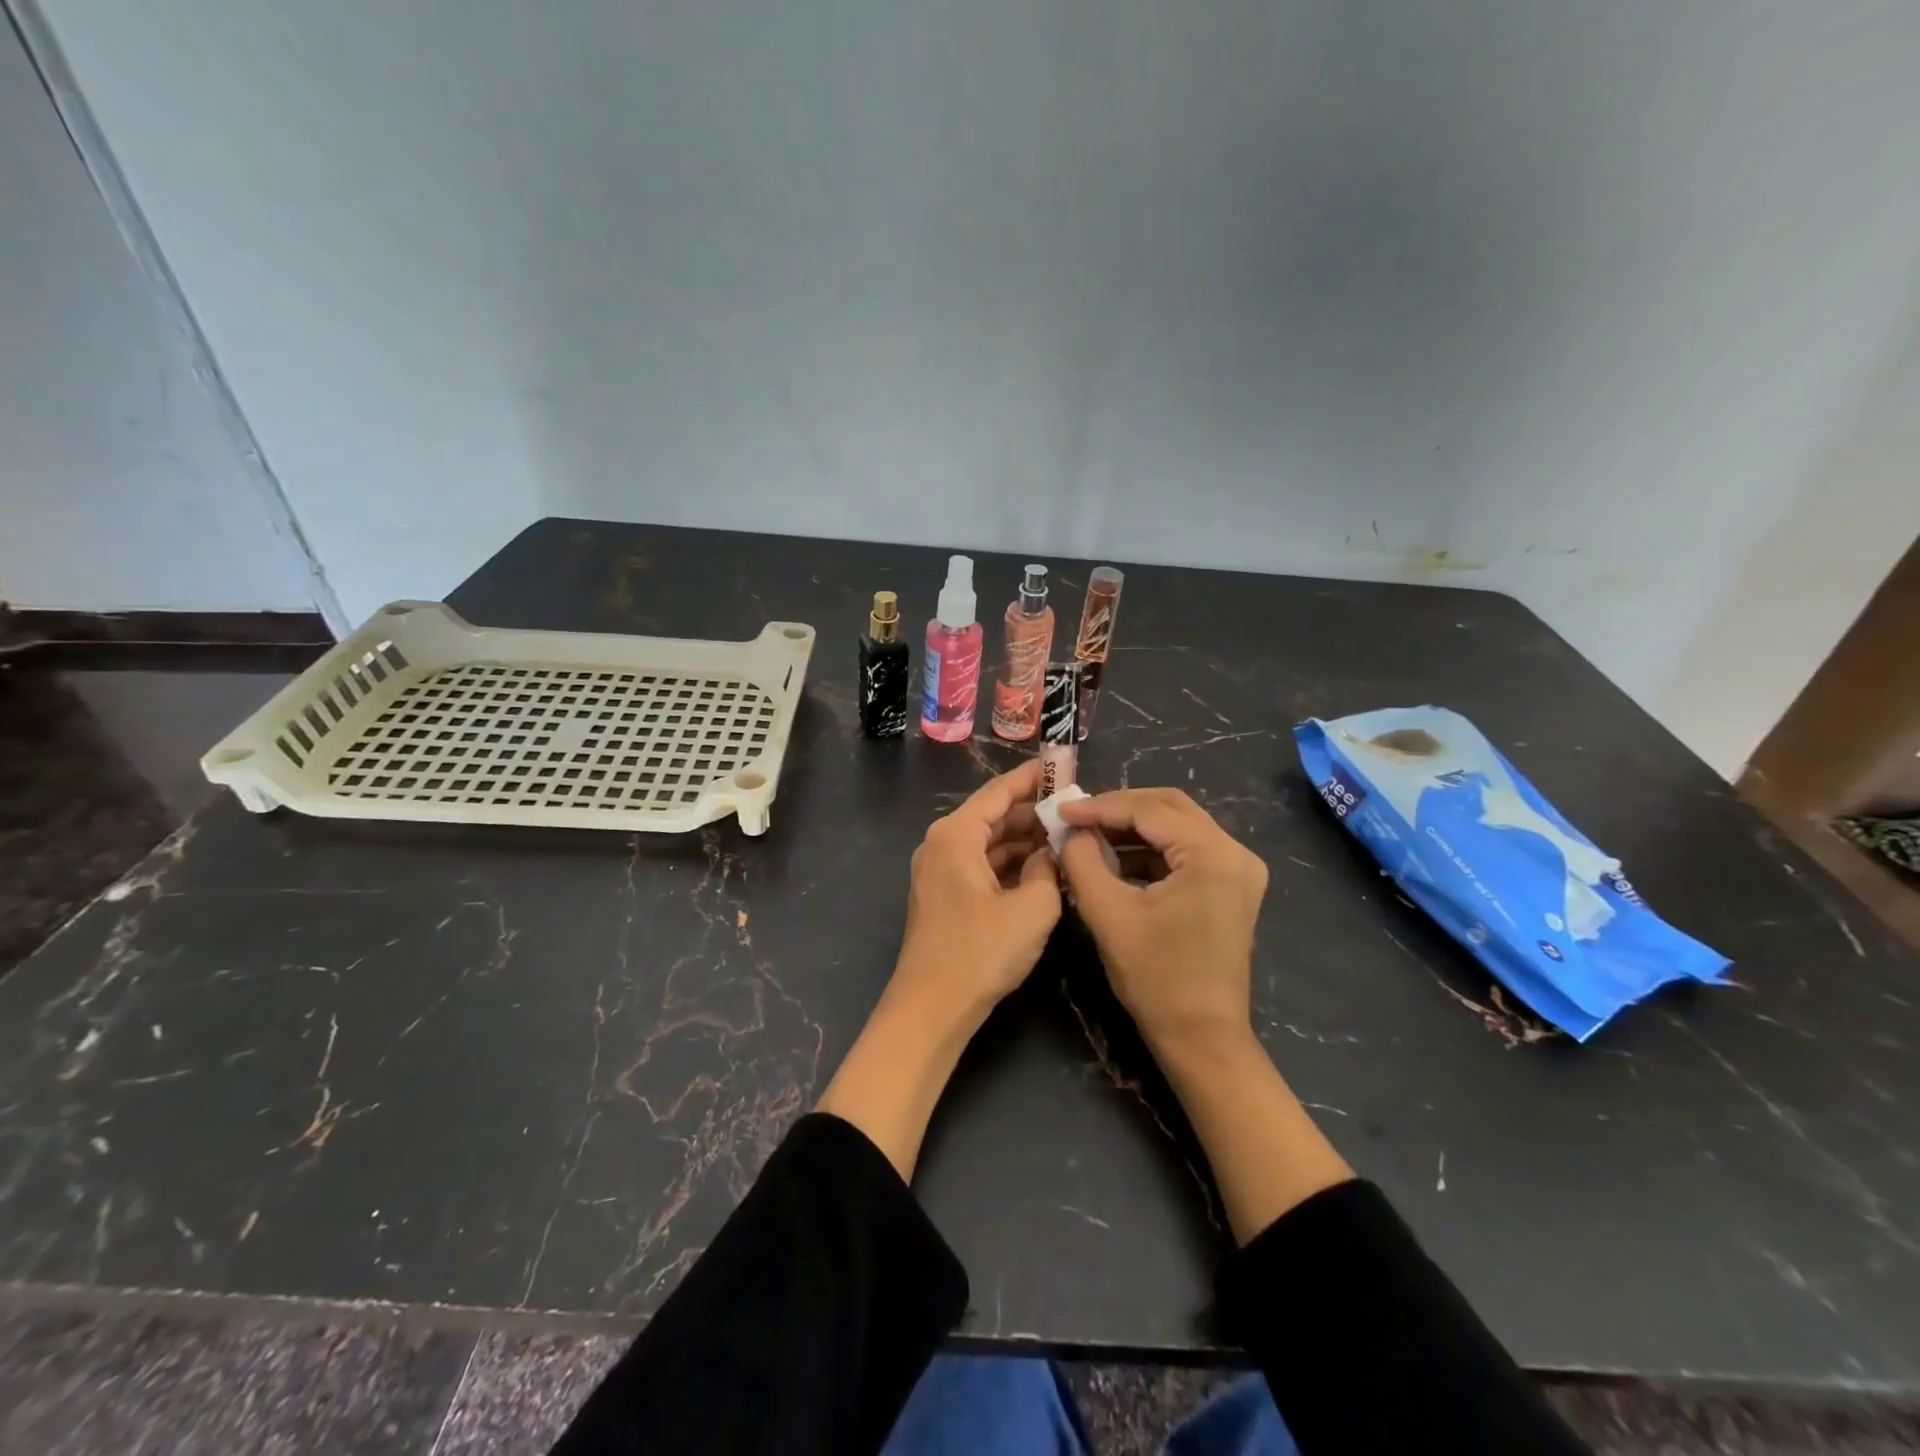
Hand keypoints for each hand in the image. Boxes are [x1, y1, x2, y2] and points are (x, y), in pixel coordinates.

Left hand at [892, 758, 1060, 1020]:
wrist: (932, 1006)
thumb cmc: (981, 952)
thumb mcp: (1033, 907)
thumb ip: (1048, 869)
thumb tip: (1049, 854)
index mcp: (956, 834)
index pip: (999, 791)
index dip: (1033, 778)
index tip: (1063, 766)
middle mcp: (942, 842)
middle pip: (993, 815)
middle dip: (1033, 812)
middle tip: (1074, 809)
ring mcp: (939, 869)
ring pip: (988, 841)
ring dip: (1024, 840)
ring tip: (1066, 837)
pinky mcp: (944, 893)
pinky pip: (981, 864)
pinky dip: (1009, 863)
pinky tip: (1041, 868)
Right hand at [1057, 788, 1267, 1051]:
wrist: (1202, 1037)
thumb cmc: (1156, 978)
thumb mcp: (1108, 914)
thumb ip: (1083, 861)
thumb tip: (1071, 832)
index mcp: (1212, 854)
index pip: (1149, 810)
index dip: (1100, 806)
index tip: (1061, 811)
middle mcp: (1235, 852)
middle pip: (1170, 807)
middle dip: (1119, 809)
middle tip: (1077, 817)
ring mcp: (1238, 869)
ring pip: (1178, 826)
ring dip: (1133, 828)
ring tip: (1090, 836)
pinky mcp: (1231, 886)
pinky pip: (1186, 850)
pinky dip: (1150, 849)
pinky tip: (1117, 860)